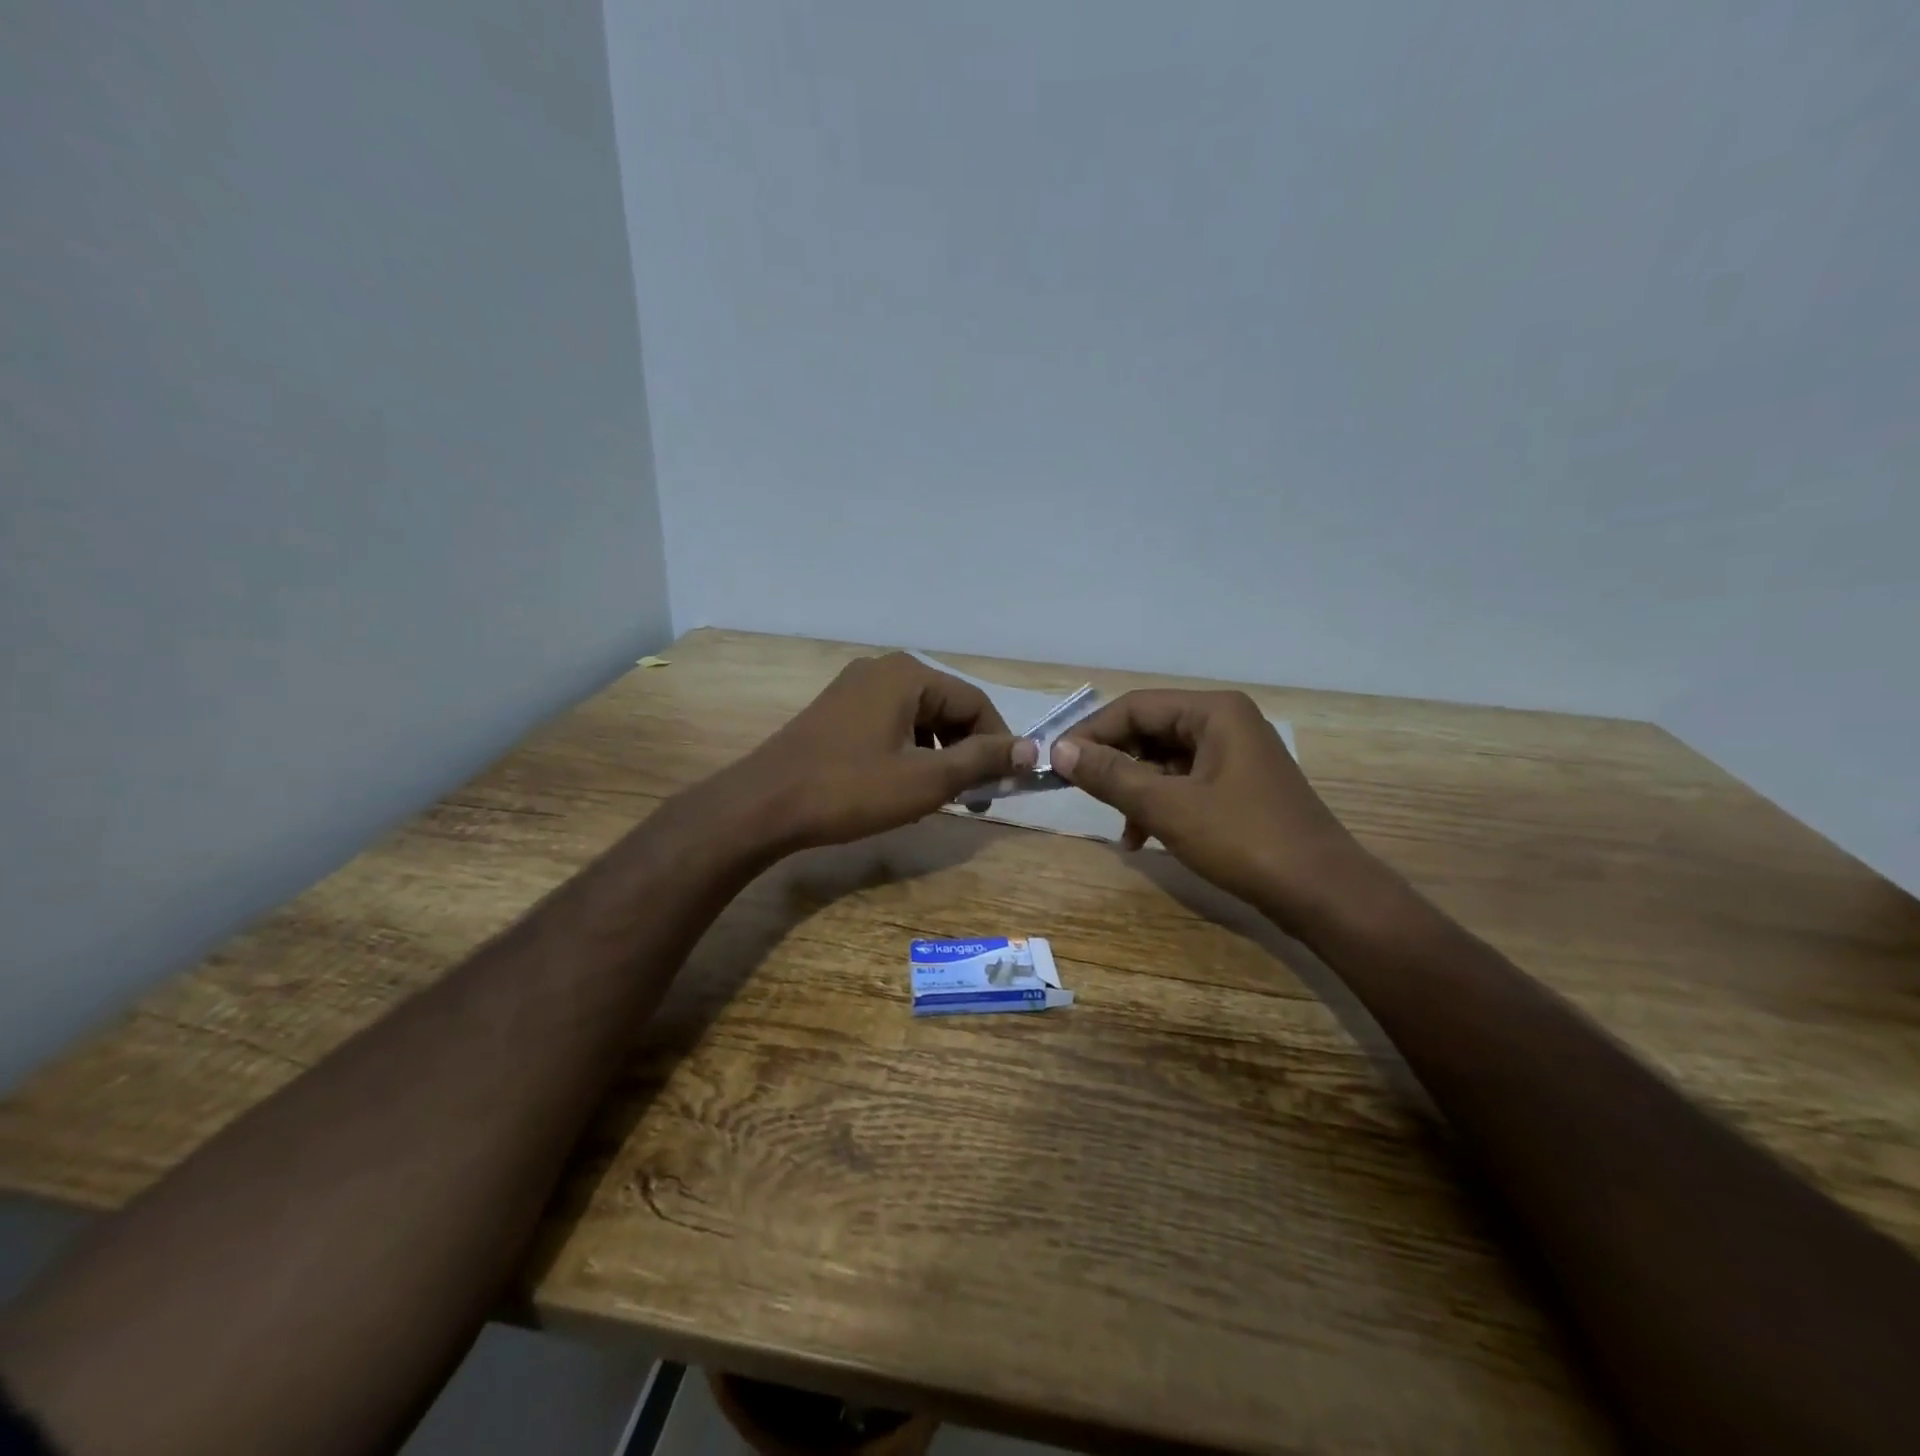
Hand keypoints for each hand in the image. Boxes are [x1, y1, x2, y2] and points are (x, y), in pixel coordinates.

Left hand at [725, 653, 1036, 851]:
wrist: (764, 805)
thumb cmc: (850, 790)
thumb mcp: (926, 779)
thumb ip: (982, 760)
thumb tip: (1031, 750)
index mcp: (909, 675)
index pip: (976, 703)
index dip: (998, 743)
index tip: (1004, 785)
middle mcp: (884, 670)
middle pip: (947, 706)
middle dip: (967, 750)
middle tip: (974, 797)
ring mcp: (855, 688)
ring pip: (920, 717)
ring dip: (940, 754)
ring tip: (942, 796)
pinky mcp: (837, 711)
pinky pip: (891, 724)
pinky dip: (910, 751)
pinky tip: (904, 784)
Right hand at [1050, 690, 1380, 934]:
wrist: (1323, 893)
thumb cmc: (1244, 840)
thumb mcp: (1168, 807)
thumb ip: (1111, 775)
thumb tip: (1058, 750)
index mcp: (1214, 712)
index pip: (1135, 707)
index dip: (1091, 732)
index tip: (1056, 763)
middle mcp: (1226, 723)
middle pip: (1150, 731)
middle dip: (1114, 763)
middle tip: (1079, 792)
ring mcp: (1235, 756)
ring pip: (1165, 761)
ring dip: (1134, 790)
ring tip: (1118, 828)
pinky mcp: (1240, 788)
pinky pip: (1185, 783)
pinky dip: (1159, 805)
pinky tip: (1143, 838)